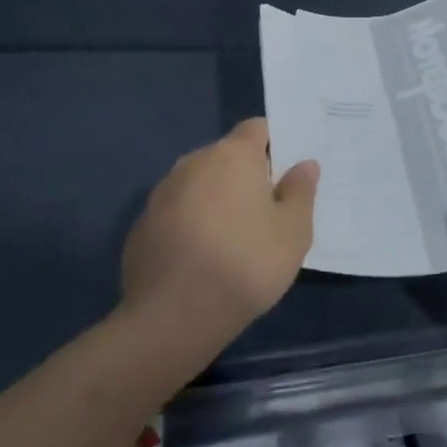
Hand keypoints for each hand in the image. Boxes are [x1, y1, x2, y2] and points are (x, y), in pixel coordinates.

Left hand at [122, 119, 319, 341]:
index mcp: (232, 155)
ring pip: (199, 185)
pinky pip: (176, 213)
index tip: (287, 173)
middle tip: (267, 211)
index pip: (257, 128)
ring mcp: (162, 193)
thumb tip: (304, 165)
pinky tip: (201, 259)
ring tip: (233, 239)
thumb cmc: (245, 264)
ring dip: (216, 200)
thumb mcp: (293, 232)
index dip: (275, 145)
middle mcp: (193, 162)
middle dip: (246, 176)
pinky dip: (191, 225)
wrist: (172, 317)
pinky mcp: (142, 225)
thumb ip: (301, 191)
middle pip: (227, 157)